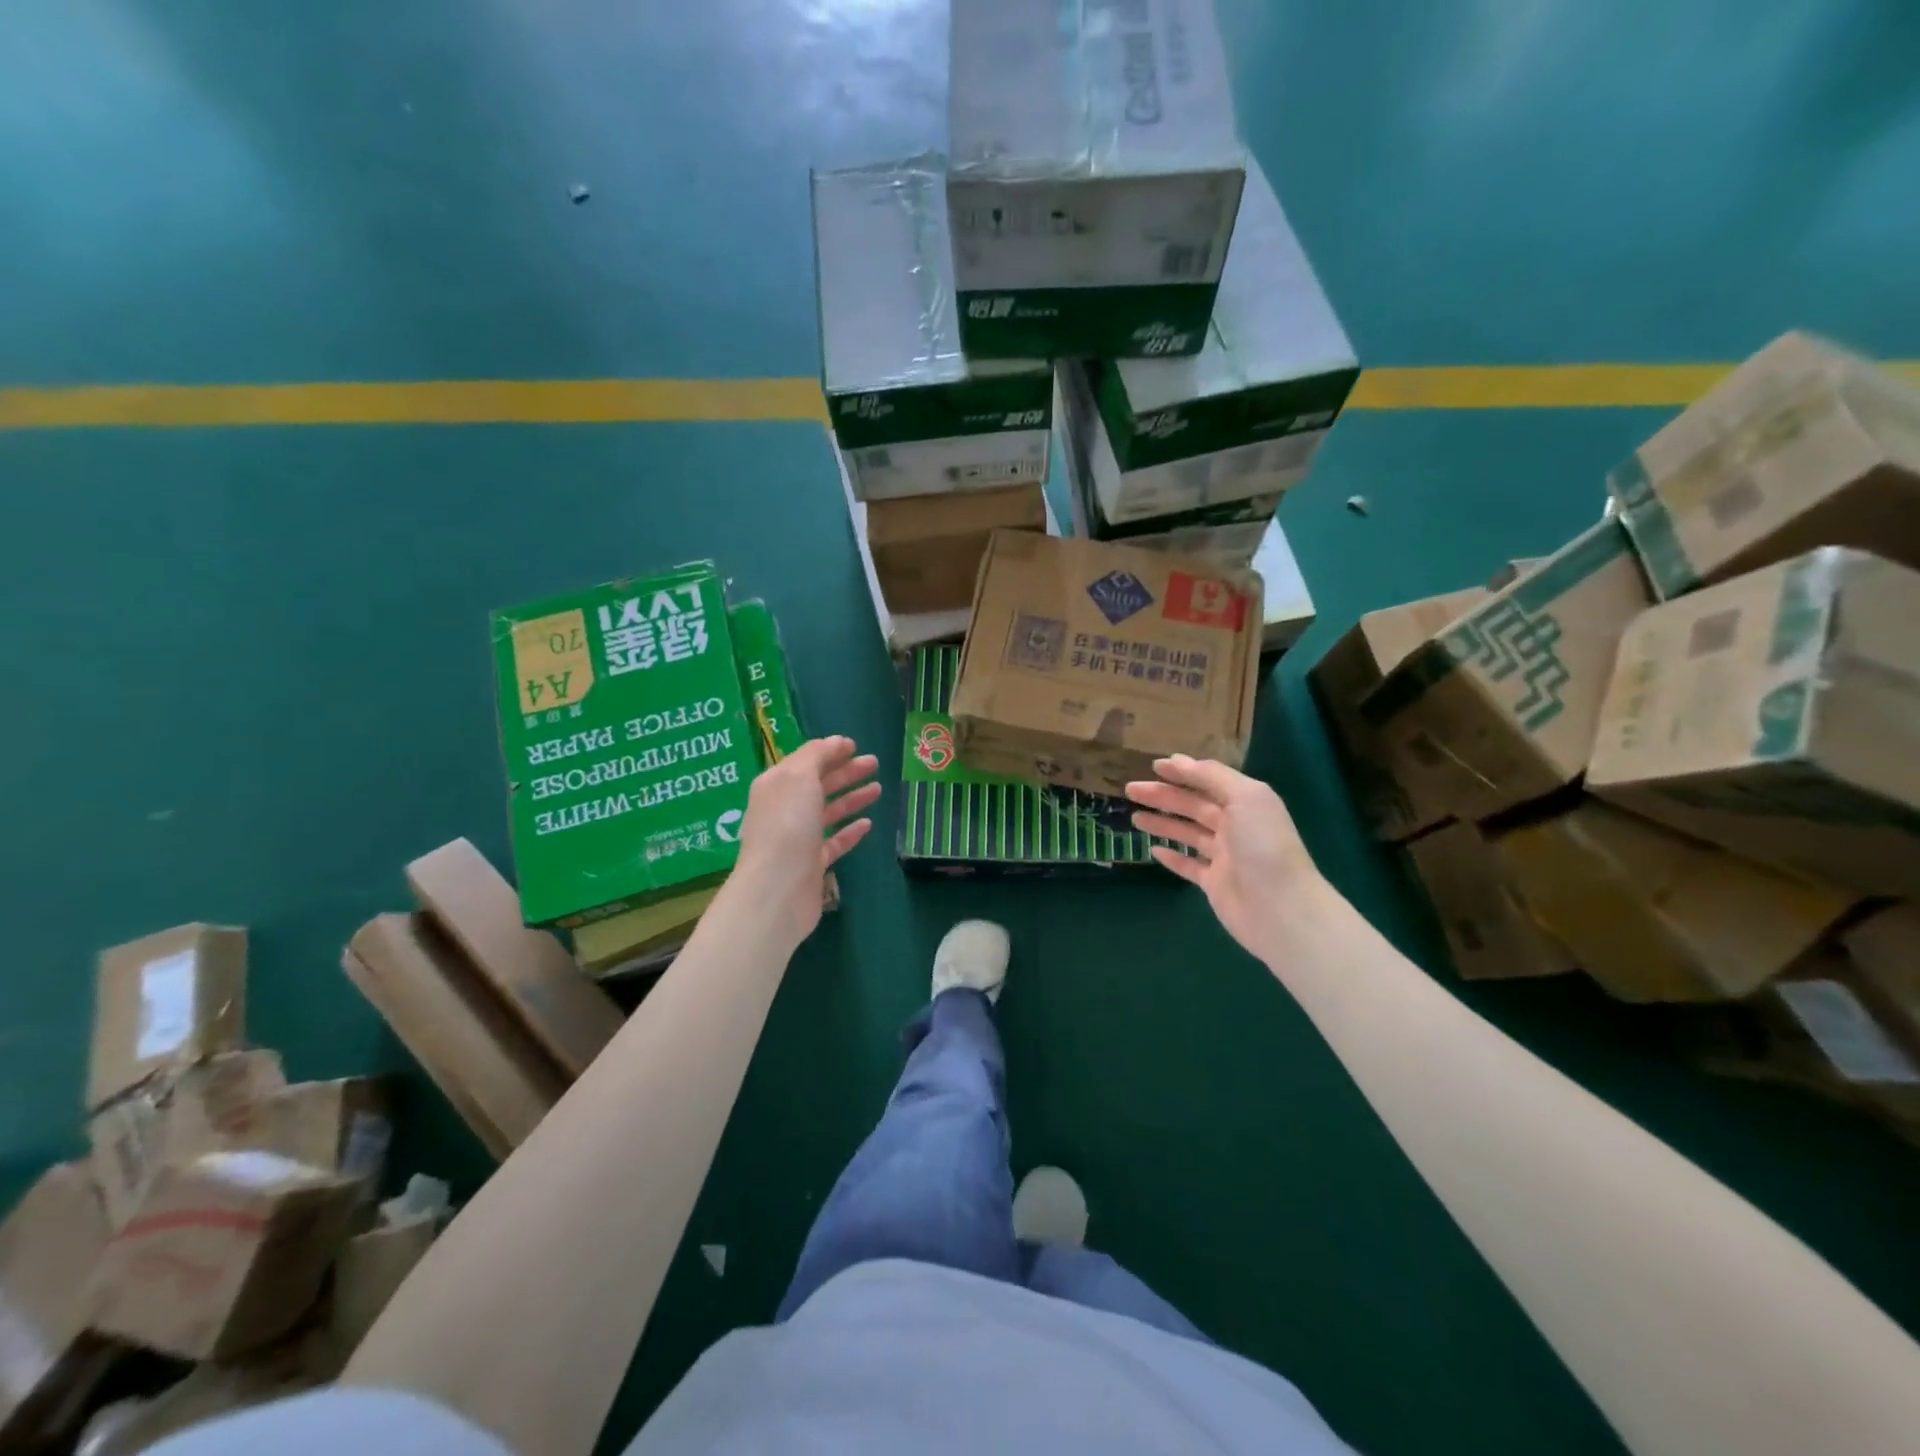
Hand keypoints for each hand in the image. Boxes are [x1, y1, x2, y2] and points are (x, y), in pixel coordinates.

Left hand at [729, 736, 880, 946]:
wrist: (778, 889)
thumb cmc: (788, 825)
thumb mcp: (799, 777)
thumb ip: (817, 755)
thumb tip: (836, 742)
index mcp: (776, 785)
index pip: (805, 761)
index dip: (829, 752)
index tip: (855, 746)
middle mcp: (784, 809)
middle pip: (818, 785)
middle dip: (846, 772)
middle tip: (875, 764)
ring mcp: (798, 838)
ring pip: (828, 812)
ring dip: (852, 799)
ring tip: (878, 789)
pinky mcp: (812, 864)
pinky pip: (834, 842)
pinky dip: (850, 831)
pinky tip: (868, 824)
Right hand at [1126, 755, 1325, 959]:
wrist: (1280, 908)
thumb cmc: (1263, 845)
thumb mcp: (1244, 797)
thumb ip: (1212, 776)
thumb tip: (1178, 760)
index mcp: (1246, 802)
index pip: (1209, 781)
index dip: (1183, 772)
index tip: (1153, 766)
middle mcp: (1235, 826)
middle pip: (1193, 805)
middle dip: (1163, 796)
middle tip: (1131, 790)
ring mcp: (1224, 856)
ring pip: (1187, 833)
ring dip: (1162, 823)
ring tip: (1134, 817)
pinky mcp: (1214, 883)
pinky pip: (1189, 866)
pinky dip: (1172, 857)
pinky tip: (1153, 850)